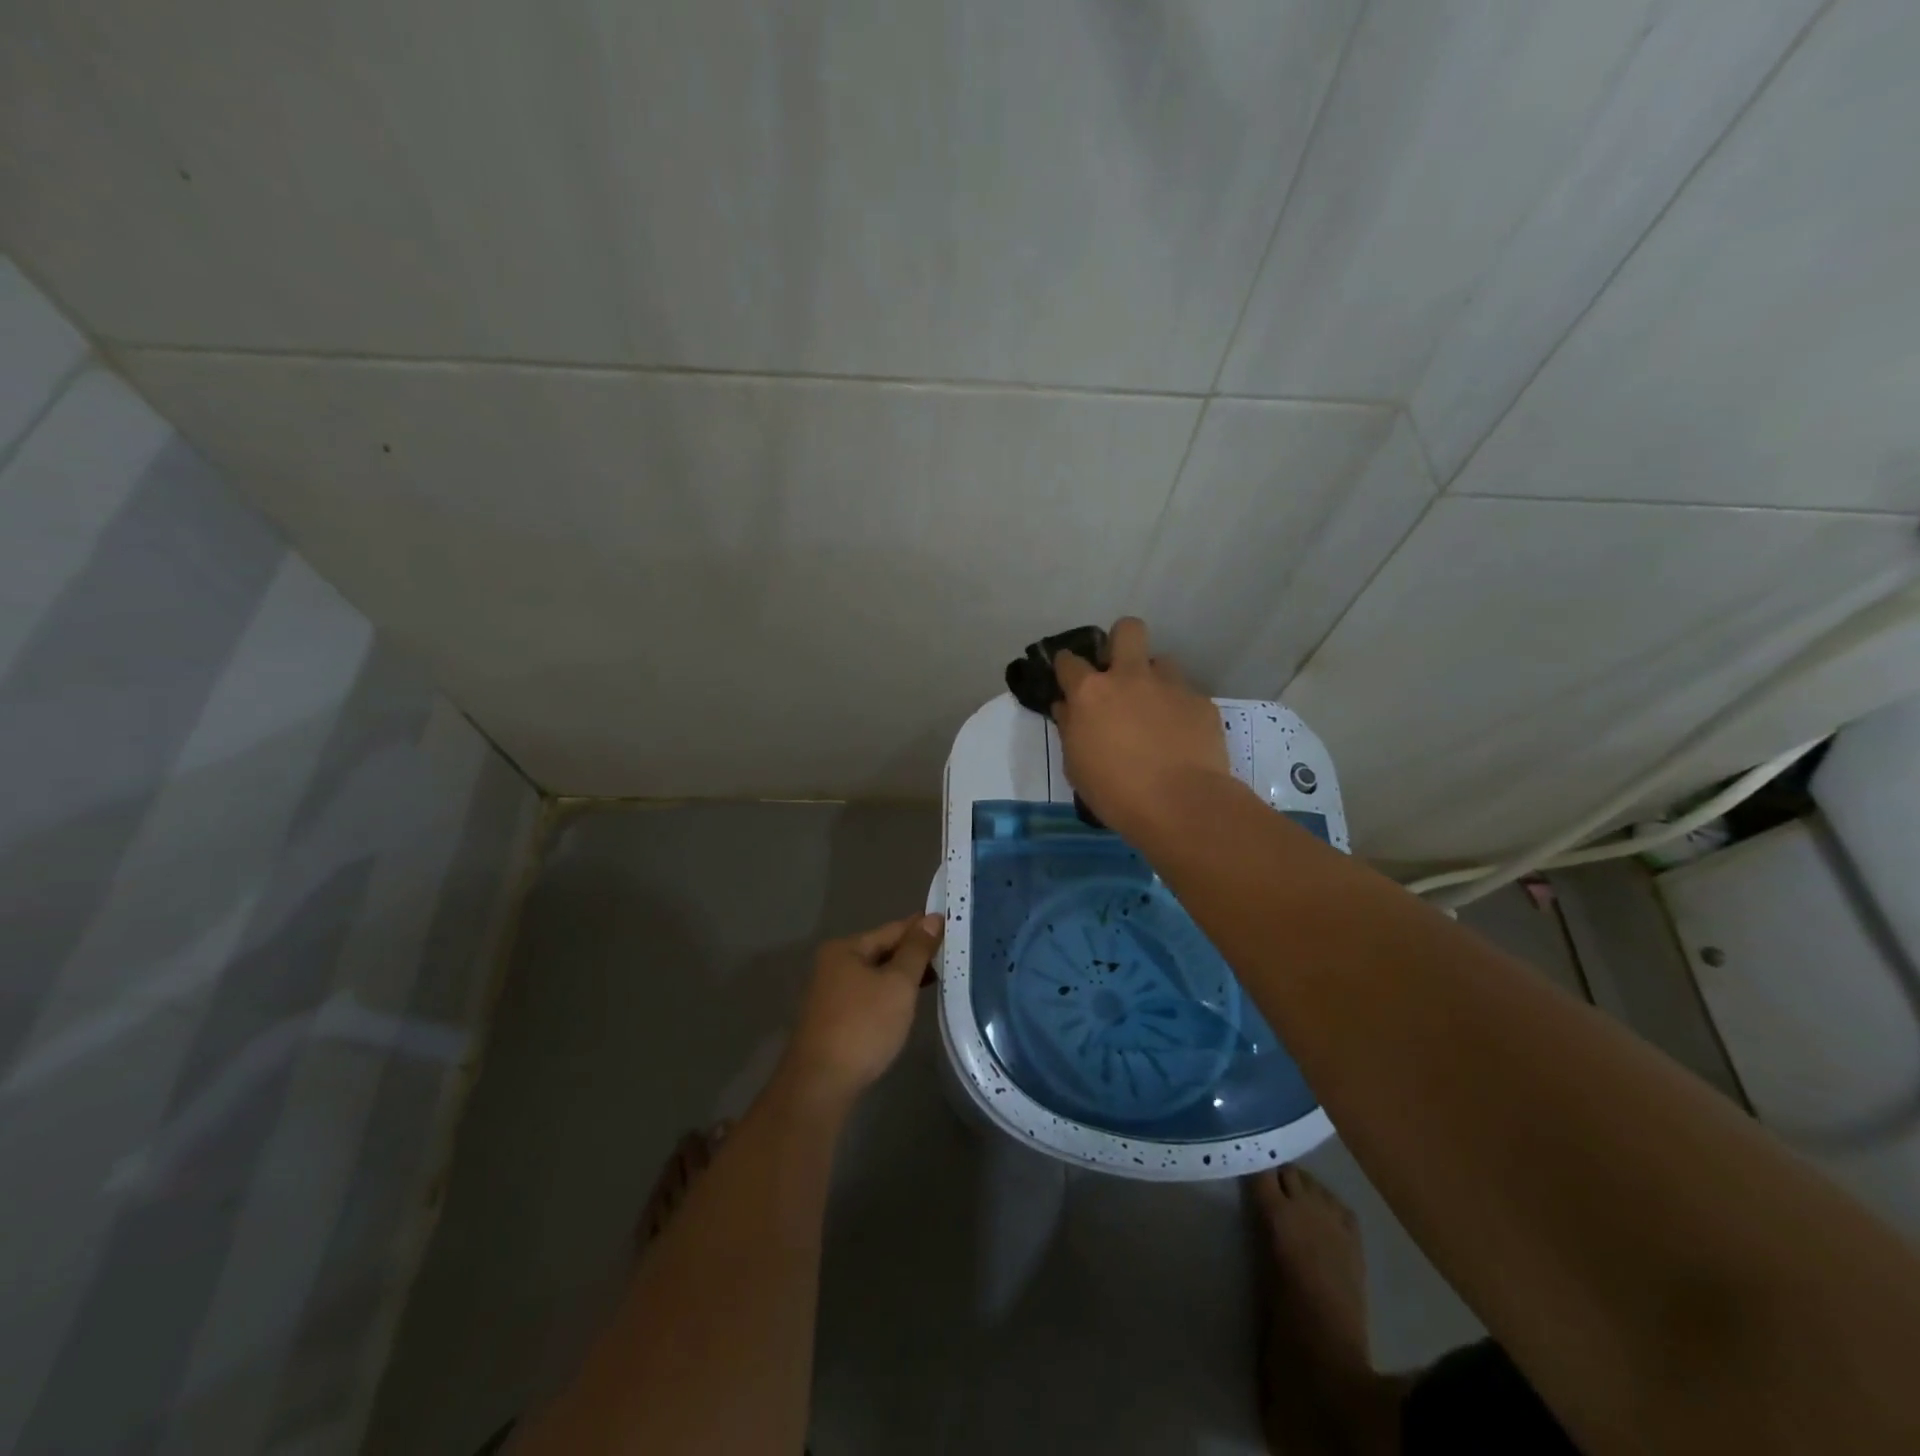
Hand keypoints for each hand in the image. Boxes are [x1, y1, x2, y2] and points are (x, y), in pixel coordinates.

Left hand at [780, 914, 943, 1107]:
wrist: (822, 1084)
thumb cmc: (863, 1026)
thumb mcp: (897, 984)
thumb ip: (916, 950)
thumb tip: (932, 918)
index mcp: (846, 949)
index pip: (893, 929)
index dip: (923, 928)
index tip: (952, 926)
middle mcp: (834, 965)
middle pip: (883, 951)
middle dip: (915, 953)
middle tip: (953, 953)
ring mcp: (833, 993)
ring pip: (878, 975)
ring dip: (905, 976)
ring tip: (940, 976)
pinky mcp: (836, 1019)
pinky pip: (871, 995)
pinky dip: (892, 995)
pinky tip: (911, 1002)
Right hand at [1054, 616, 1235, 839]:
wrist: (1182, 805)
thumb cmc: (1116, 792)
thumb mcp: (1076, 766)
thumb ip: (1070, 728)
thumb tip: (1067, 707)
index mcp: (1091, 693)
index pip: (1068, 660)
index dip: (1066, 667)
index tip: (1068, 679)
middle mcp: (1130, 677)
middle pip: (1127, 630)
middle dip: (1121, 642)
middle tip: (1119, 673)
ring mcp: (1170, 686)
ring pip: (1162, 662)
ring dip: (1154, 680)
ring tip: (1155, 711)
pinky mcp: (1201, 702)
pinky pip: (1185, 695)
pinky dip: (1179, 710)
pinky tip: (1181, 737)